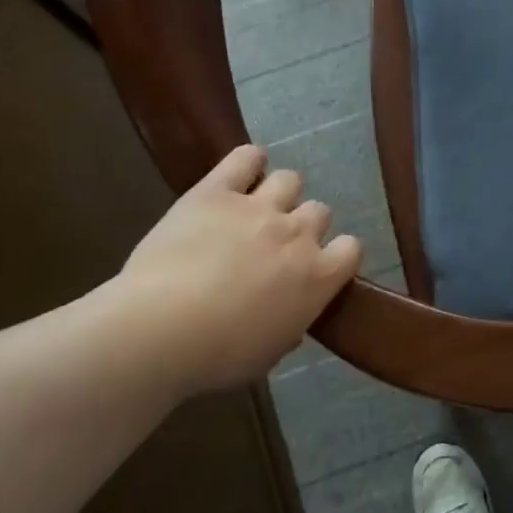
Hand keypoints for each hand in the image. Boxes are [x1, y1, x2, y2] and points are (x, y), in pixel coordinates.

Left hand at [114, 145, 360, 394]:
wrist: (161, 330)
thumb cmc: (219, 355)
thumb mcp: (269, 352)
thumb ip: (289, 324)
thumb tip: (290, 316)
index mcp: (318, 277)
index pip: (351, 249)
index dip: (336, 254)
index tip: (318, 265)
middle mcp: (297, 234)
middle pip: (319, 211)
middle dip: (303, 225)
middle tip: (275, 244)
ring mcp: (258, 208)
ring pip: (289, 179)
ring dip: (279, 193)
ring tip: (257, 208)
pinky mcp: (216, 192)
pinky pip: (245, 157)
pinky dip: (248, 161)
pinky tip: (242, 171)